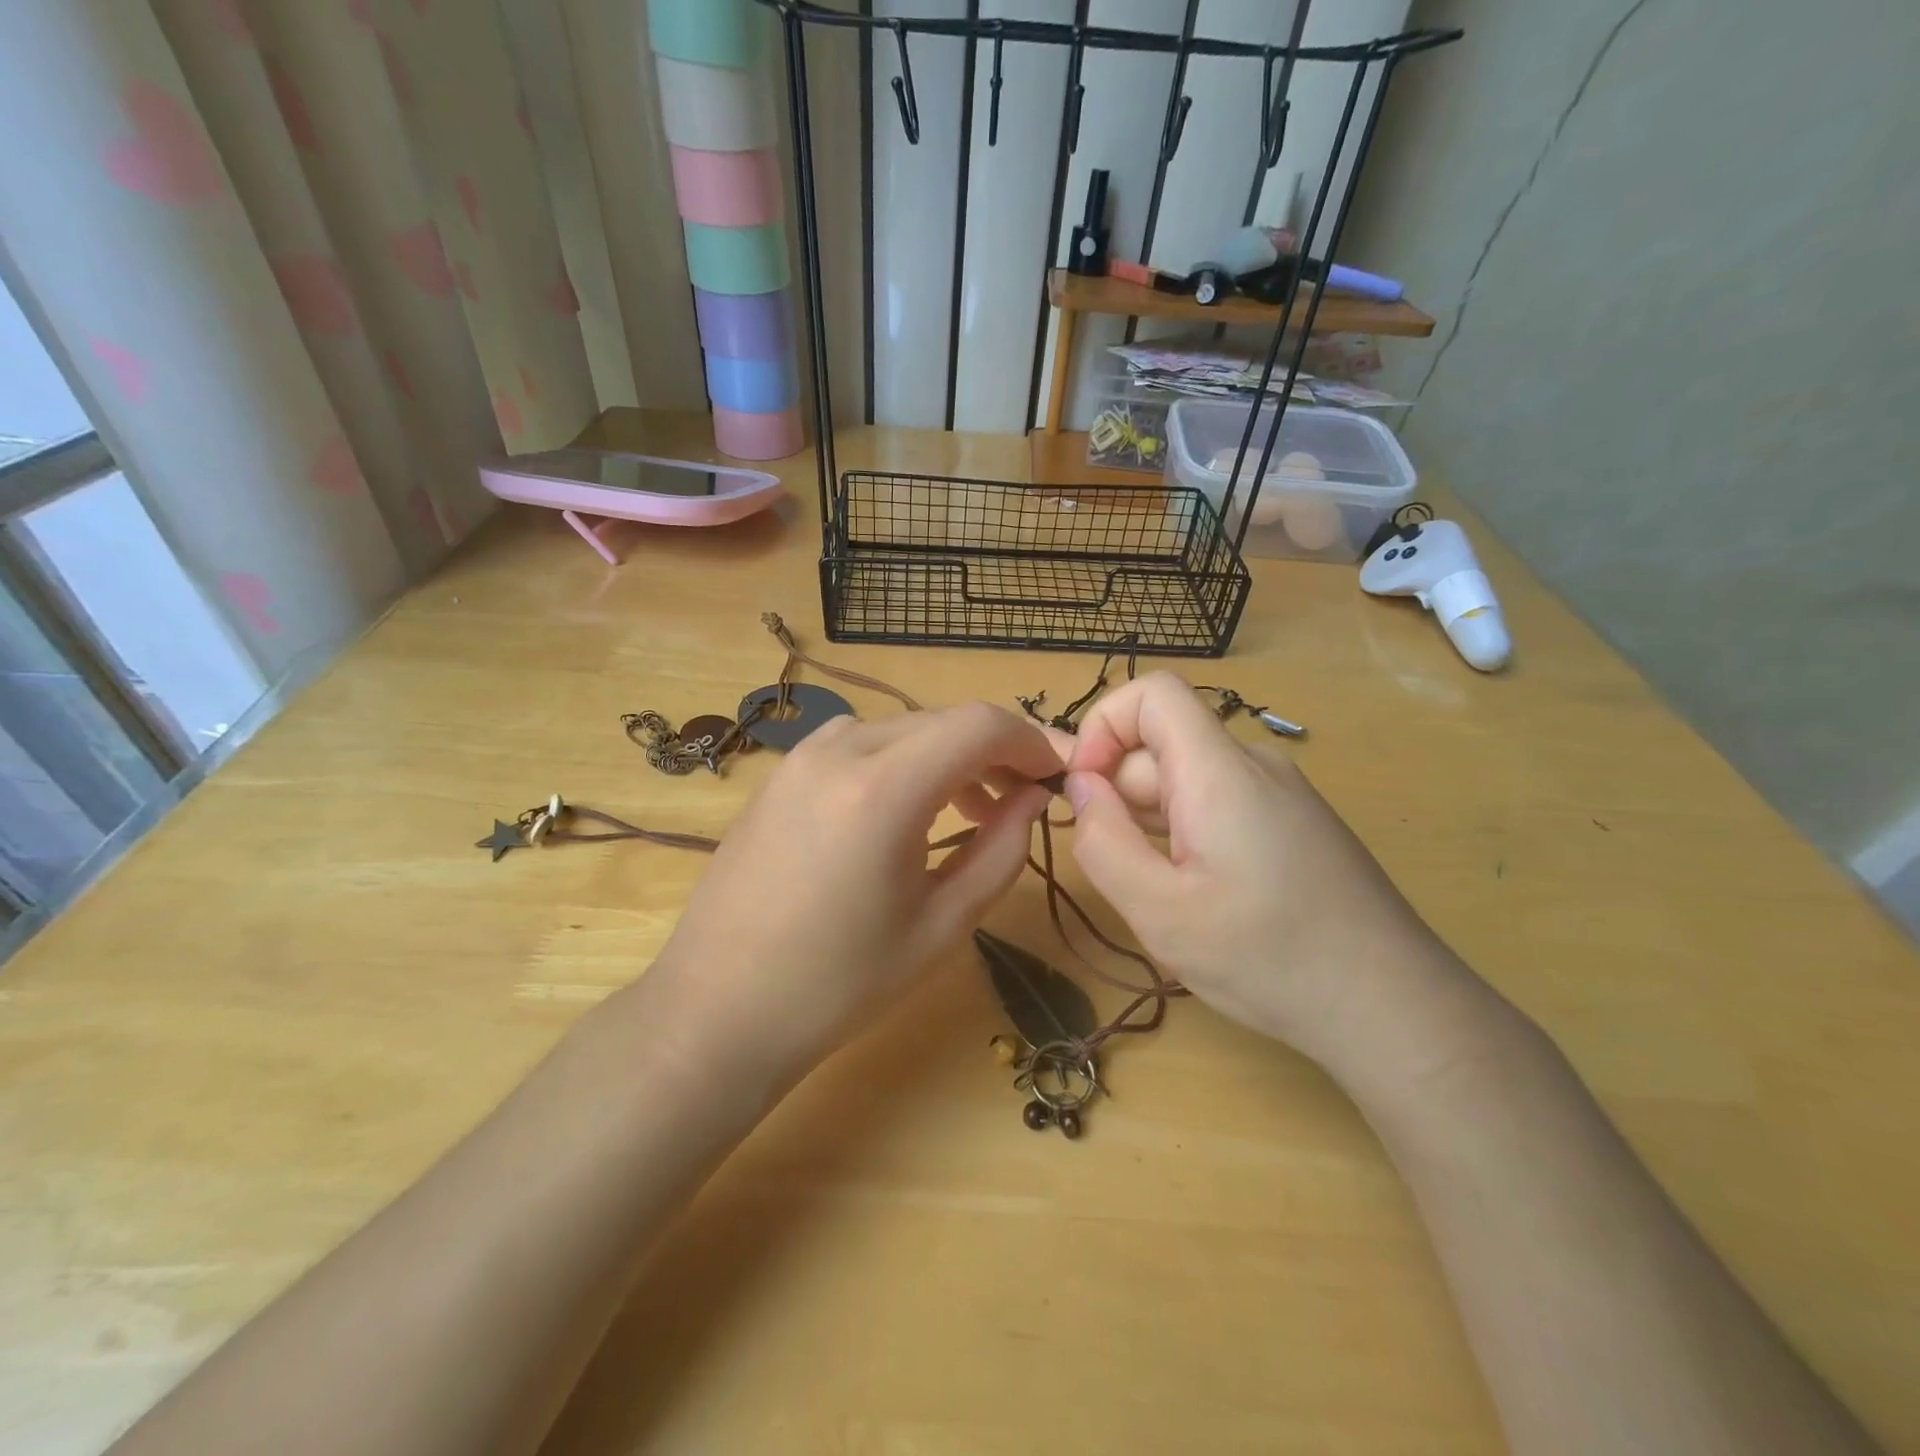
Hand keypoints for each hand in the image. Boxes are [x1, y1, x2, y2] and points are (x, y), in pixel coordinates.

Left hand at [644, 703, 1059, 1082]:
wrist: (717, 1008)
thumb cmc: (839, 984)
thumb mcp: (942, 924)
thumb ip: (1001, 850)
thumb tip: (1033, 798)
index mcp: (883, 787)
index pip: (981, 725)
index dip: (1031, 742)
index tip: (1056, 776)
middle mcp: (839, 749)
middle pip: (943, 721)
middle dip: (995, 752)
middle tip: (1023, 801)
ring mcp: (801, 756)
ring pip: (903, 729)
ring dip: (948, 758)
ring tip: (971, 812)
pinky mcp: (781, 772)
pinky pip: (860, 745)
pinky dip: (902, 763)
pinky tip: (906, 812)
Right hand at [1062, 674, 1492, 1094]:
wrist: (1394, 1006)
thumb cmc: (1270, 958)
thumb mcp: (1161, 911)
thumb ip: (1103, 840)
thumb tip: (1080, 784)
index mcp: (1219, 771)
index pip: (1152, 692)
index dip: (1103, 725)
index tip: (1085, 790)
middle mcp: (1253, 765)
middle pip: (1163, 746)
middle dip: (1121, 796)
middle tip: (1122, 873)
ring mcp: (1280, 794)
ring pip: (1188, 781)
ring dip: (1152, 824)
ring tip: (1163, 895)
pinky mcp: (1295, 823)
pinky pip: (1219, 805)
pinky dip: (1188, 835)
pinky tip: (1202, 897)